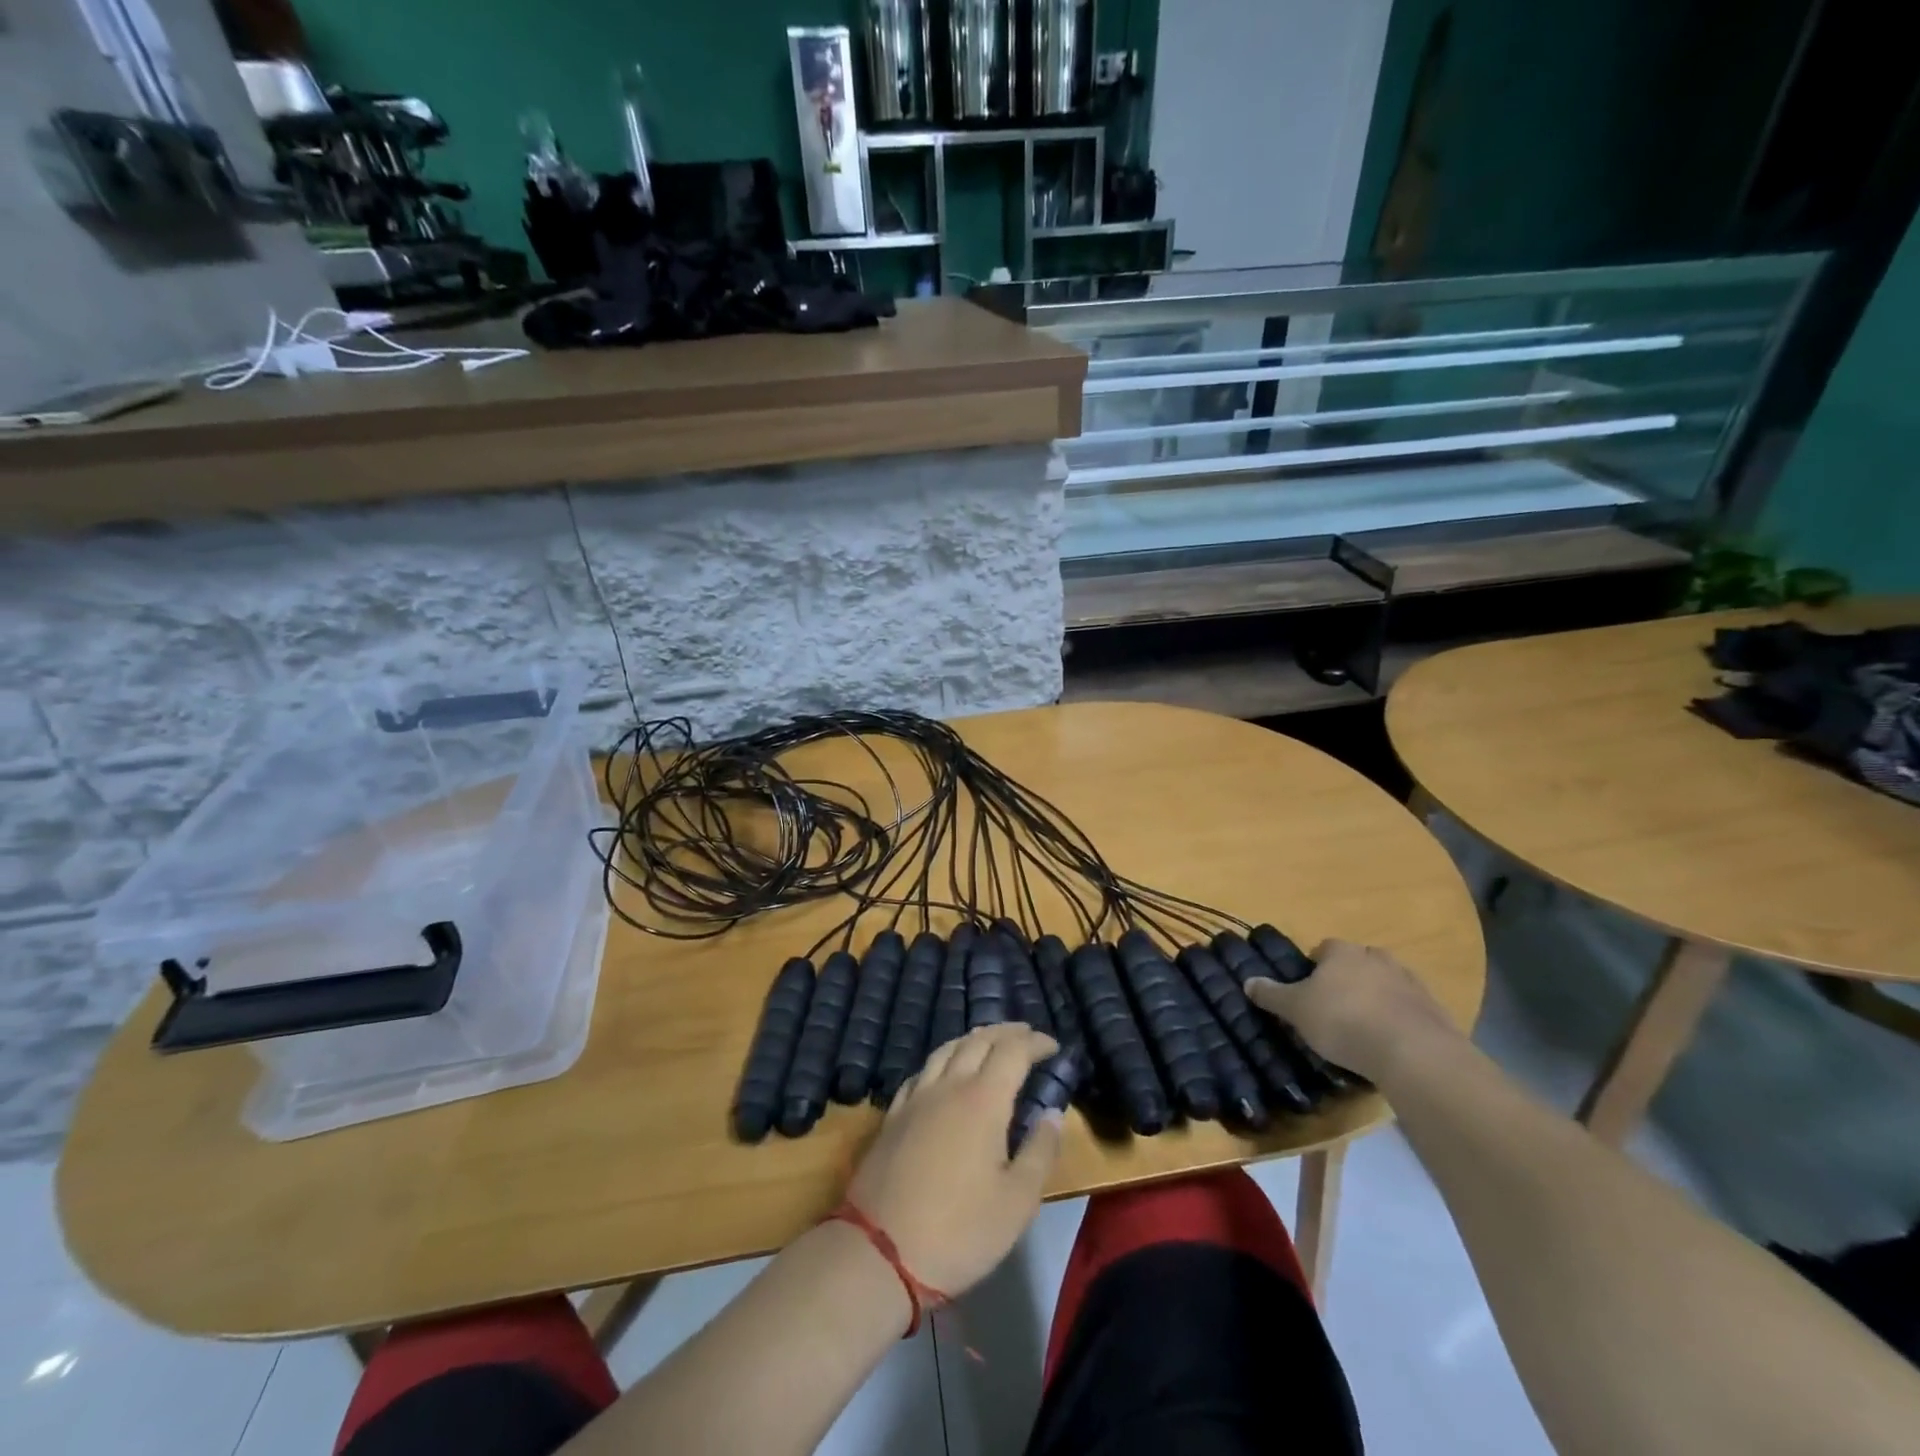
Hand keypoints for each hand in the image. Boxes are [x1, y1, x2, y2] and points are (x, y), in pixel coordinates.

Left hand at [846, 1024, 1061, 1296]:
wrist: (880, 1252)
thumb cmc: (959, 1232)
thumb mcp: (1017, 1203)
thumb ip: (1039, 1152)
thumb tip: (1053, 1113)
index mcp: (983, 1100)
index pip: (1013, 1052)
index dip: (1035, 1043)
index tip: (1053, 1046)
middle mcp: (949, 1086)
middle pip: (978, 1040)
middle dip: (1006, 1032)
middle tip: (1026, 1035)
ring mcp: (917, 1097)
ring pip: (946, 1049)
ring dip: (973, 1038)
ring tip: (989, 1040)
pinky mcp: (894, 1115)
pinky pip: (923, 1070)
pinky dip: (943, 1059)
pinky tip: (944, 1071)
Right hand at [1243, 939, 1460, 1083]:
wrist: (1413, 1052)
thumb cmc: (1343, 1021)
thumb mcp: (1296, 1010)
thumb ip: (1272, 995)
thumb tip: (1247, 981)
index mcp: (1342, 952)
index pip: (1325, 947)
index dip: (1315, 965)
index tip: (1309, 987)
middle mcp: (1377, 958)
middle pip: (1359, 961)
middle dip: (1349, 978)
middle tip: (1335, 1005)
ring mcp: (1410, 982)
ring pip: (1387, 983)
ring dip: (1376, 997)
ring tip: (1364, 1026)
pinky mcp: (1434, 1010)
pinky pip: (1410, 1009)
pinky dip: (1400, 1019)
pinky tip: (1390, 1043)